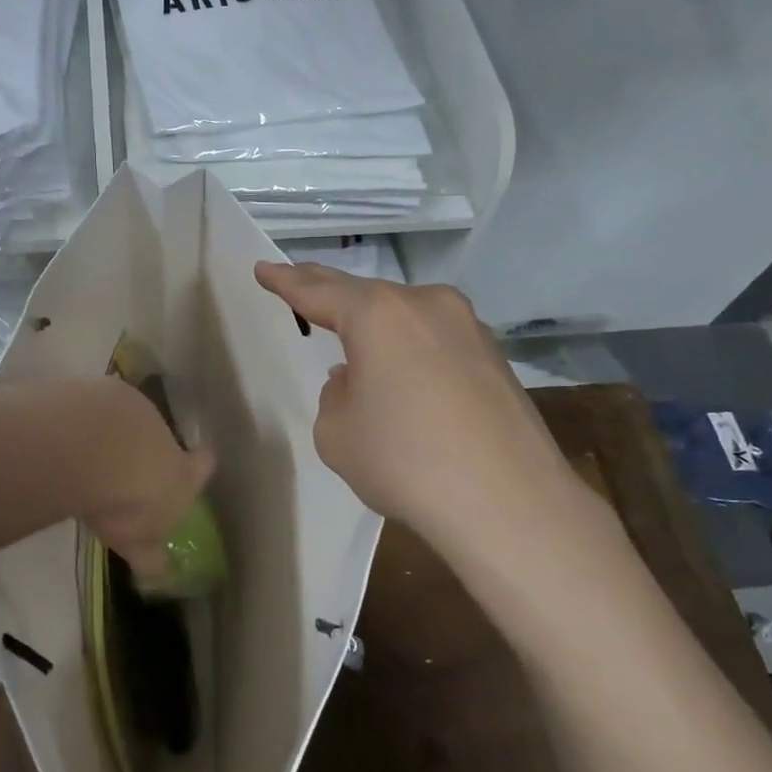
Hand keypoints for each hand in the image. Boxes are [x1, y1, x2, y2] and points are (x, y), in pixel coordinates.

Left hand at [77, 377, 216, 585]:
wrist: (95, 447)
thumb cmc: (127, 500)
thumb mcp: (138, 541)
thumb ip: (148, 555)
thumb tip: (159, 574)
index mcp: (181, 471)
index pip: (202, 467)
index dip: (197, 468)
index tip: (195, 466)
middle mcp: (162, 431)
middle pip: (161, 438)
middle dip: (144, 450)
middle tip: (122, 469)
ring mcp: (131, 405)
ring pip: (125, 417)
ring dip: (110, 431)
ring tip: (84, 451)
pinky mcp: (98, 387)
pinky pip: (92, 405)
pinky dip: (81, 418)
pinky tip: (62, 434)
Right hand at [254, 263, 598, 552]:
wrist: (508, 502)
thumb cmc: (405, 462)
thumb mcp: (337, 433)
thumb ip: (335, 395)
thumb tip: (359, 380)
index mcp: (378, 314)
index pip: (318, 290)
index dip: (286, 281)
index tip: (263, 269)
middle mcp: (426, 305)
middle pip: (365, 294)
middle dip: (328, 291)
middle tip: (298, 282)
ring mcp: (468, 328)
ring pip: (406, 316)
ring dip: (376, 325)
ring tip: (352, 340)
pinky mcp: (495, 358)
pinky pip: (436, 341)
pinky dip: (411, 350)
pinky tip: (405, 378)